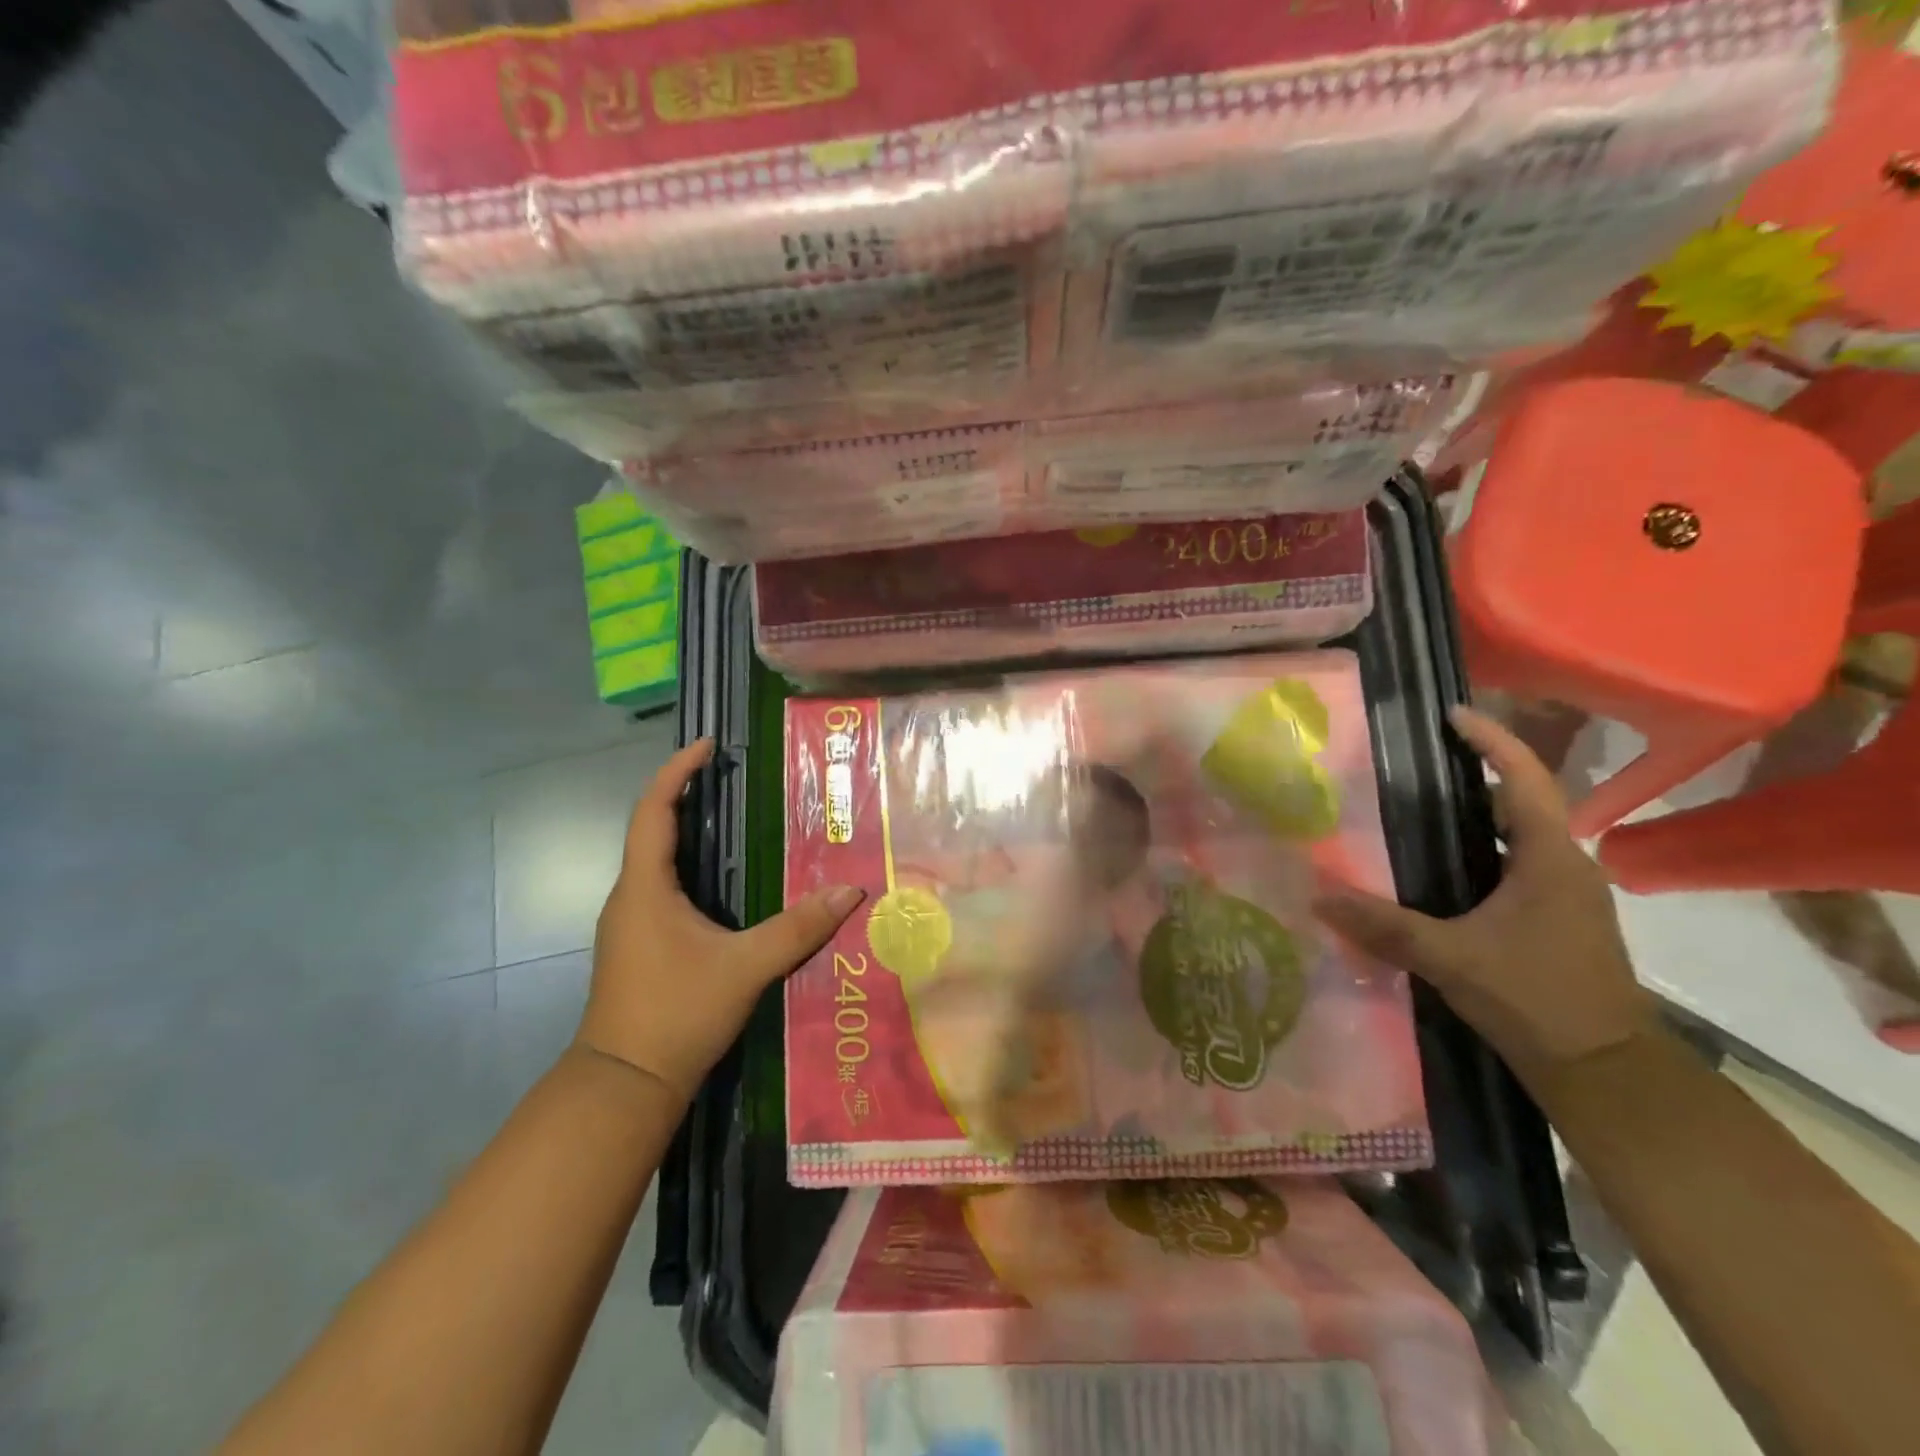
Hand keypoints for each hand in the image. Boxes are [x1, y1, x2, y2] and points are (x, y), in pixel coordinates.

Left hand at [576, 739, 864, 1101]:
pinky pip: (662, 889)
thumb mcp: (746, 967)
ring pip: (657, 862)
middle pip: (653, 829)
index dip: (677, 771)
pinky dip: (689, 869)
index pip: (654, 810)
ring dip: (689, 834)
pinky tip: (724, 886)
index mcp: (646, 887)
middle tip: (734, 779)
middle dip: (688, 797)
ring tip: (735, 821)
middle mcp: (630, 897)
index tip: (707, 745)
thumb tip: (850, 891)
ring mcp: (629, 924)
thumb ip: (798, 927)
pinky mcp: (637, 947)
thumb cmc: (676, 1013)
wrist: (623, 1086)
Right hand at [1312, 706, 1656, 1083]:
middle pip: (1523, 799)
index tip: (1451, 715)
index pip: (1525, 778)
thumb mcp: (1450, 958)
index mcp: (1551, 858)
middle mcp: (1567, 865)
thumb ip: (1384, 925)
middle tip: (1417, 761)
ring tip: (1419, 805)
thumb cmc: (1535, 998)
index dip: (1491, 740)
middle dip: (1476, 772)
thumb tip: (1317, 897)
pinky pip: (1518, 863)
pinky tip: (1442, 866)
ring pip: (1521, 834)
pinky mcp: (1559, 918)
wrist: (1605, 1071)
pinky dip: (1482, 849)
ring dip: (1478, 814)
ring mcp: (1568, 894)